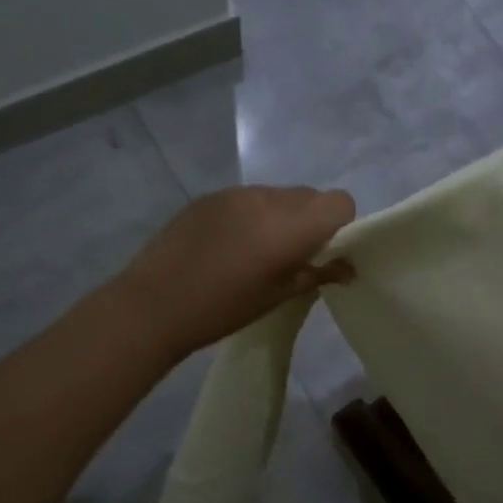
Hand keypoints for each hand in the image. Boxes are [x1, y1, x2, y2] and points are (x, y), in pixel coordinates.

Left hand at [118, 186, 356, 359]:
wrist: (154, 305)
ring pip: (278, 196)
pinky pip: (247, 198)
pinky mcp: (210, 196)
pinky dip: (251, 215)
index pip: (339, 202)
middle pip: (310, 196)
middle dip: (312, 220)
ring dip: (280, 217)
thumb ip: (318, 274)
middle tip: (293, 255)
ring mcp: (236, 193)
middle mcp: (268, 199)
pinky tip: (227, 245)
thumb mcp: (278, 296)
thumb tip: (348, 267)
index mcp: (290, 226)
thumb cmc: (224, 308)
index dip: (341, 224)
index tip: (325, 251)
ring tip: (255, 251)